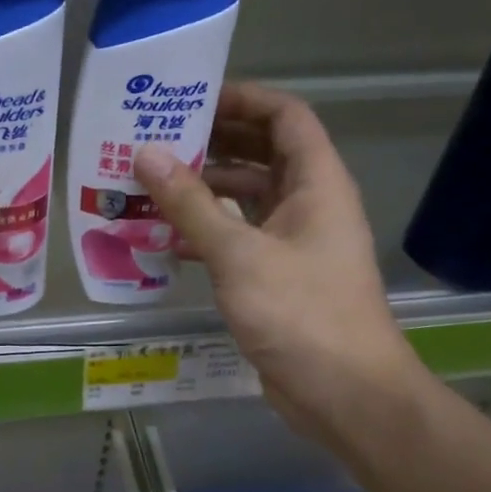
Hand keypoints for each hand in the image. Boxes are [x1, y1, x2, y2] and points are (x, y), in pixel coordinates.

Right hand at [134, 83, 424, 439]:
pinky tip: (166, 243)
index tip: (191, 99)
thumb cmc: (299, 312)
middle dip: (214, 144)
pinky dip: (207, 234)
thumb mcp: (238, 253)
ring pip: (248, 200)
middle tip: (157, 142)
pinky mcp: (279, 278)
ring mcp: (296, 243)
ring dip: (205, 192)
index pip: (285, 117)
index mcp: (317, 184)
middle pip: (263, 155)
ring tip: (151, 188)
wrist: (344, 392)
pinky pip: (240, 240)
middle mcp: (310, 205)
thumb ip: (191, 203)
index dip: (243, 100)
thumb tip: (146, 153)